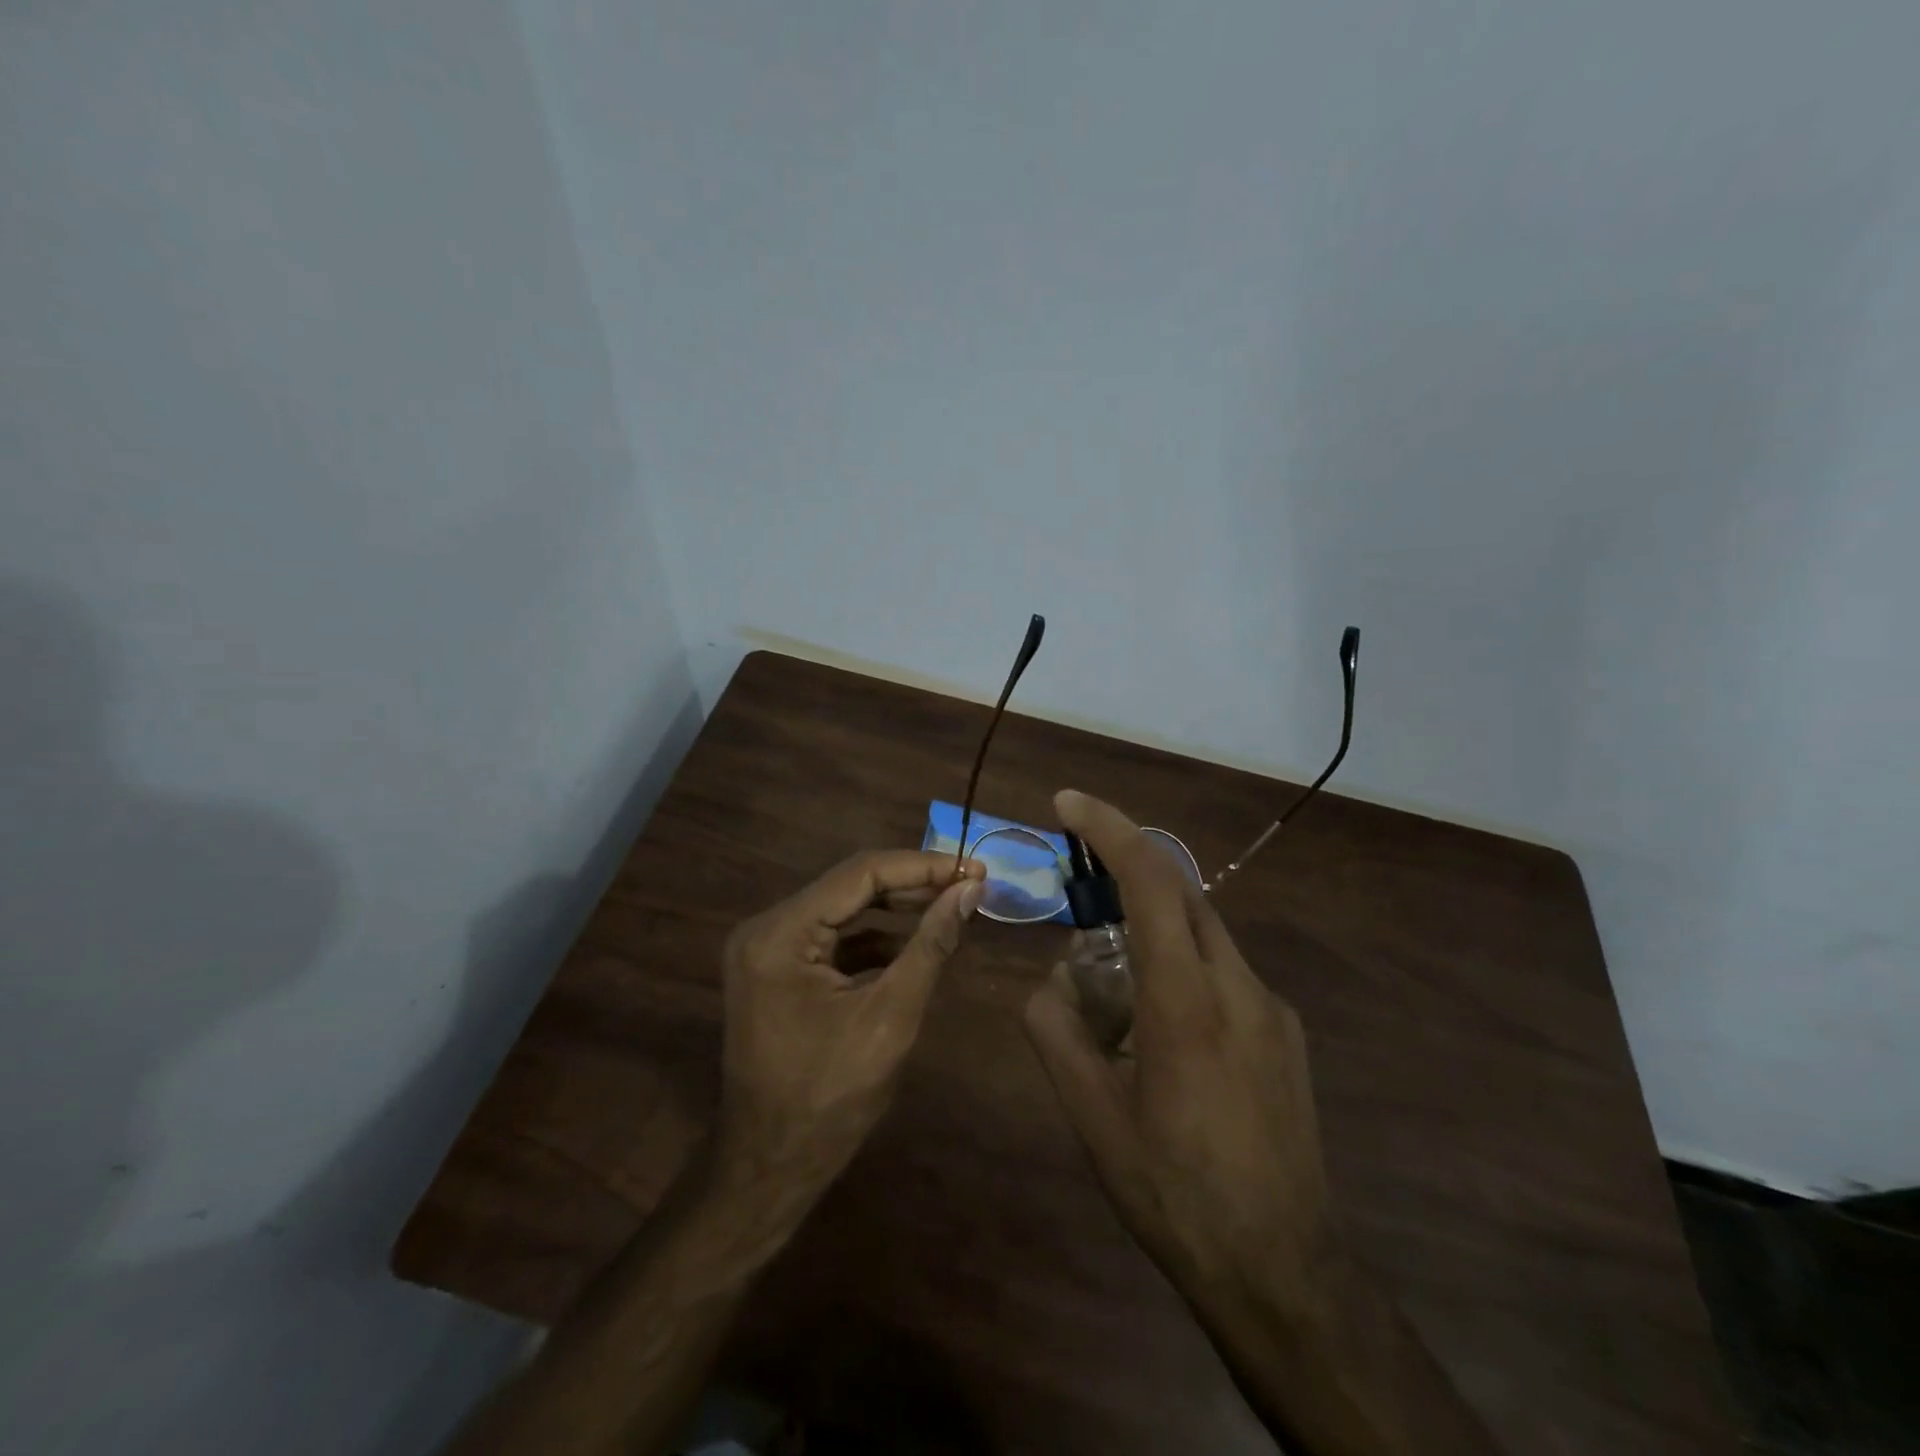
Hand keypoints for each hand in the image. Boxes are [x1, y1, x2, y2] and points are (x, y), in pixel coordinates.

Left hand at [716, 850, 984, 1209]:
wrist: (769, 1168)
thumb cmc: (829, 1101)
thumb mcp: (890, 1019)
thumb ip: (930, 946)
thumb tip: (970, 890)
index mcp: (780, 934)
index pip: (860, 874)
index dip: (922, 866)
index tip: (974, 868)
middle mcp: (766, 928)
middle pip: (850, 886)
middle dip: (913, 884)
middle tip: (970, 884)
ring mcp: (768, 948)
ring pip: (845, 908)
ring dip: (898, 908)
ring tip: (951, 906)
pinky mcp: (778, 968)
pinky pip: (834, 936)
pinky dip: (876, 937)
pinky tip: (915, 943)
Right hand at [1023, 790, 1336, 1317]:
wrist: (1283, 1271)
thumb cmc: (1175, 1192)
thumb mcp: (1092, 1118)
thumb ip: (1057, 1032)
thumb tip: (1051, 981)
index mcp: (1186, 1000)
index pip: (1150, 880)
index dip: (1108, 828)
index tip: (1067, 802)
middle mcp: (1238, 986)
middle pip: (1181, 892)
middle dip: (1126, 872)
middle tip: (1079, 894)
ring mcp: (1272, 1008)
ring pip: (1203, 933)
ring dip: (1152, 930)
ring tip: (1114, 992)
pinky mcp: (1287, 1033)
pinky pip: (1224, 972)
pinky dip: (1182, 967)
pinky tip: (1163, 1033)